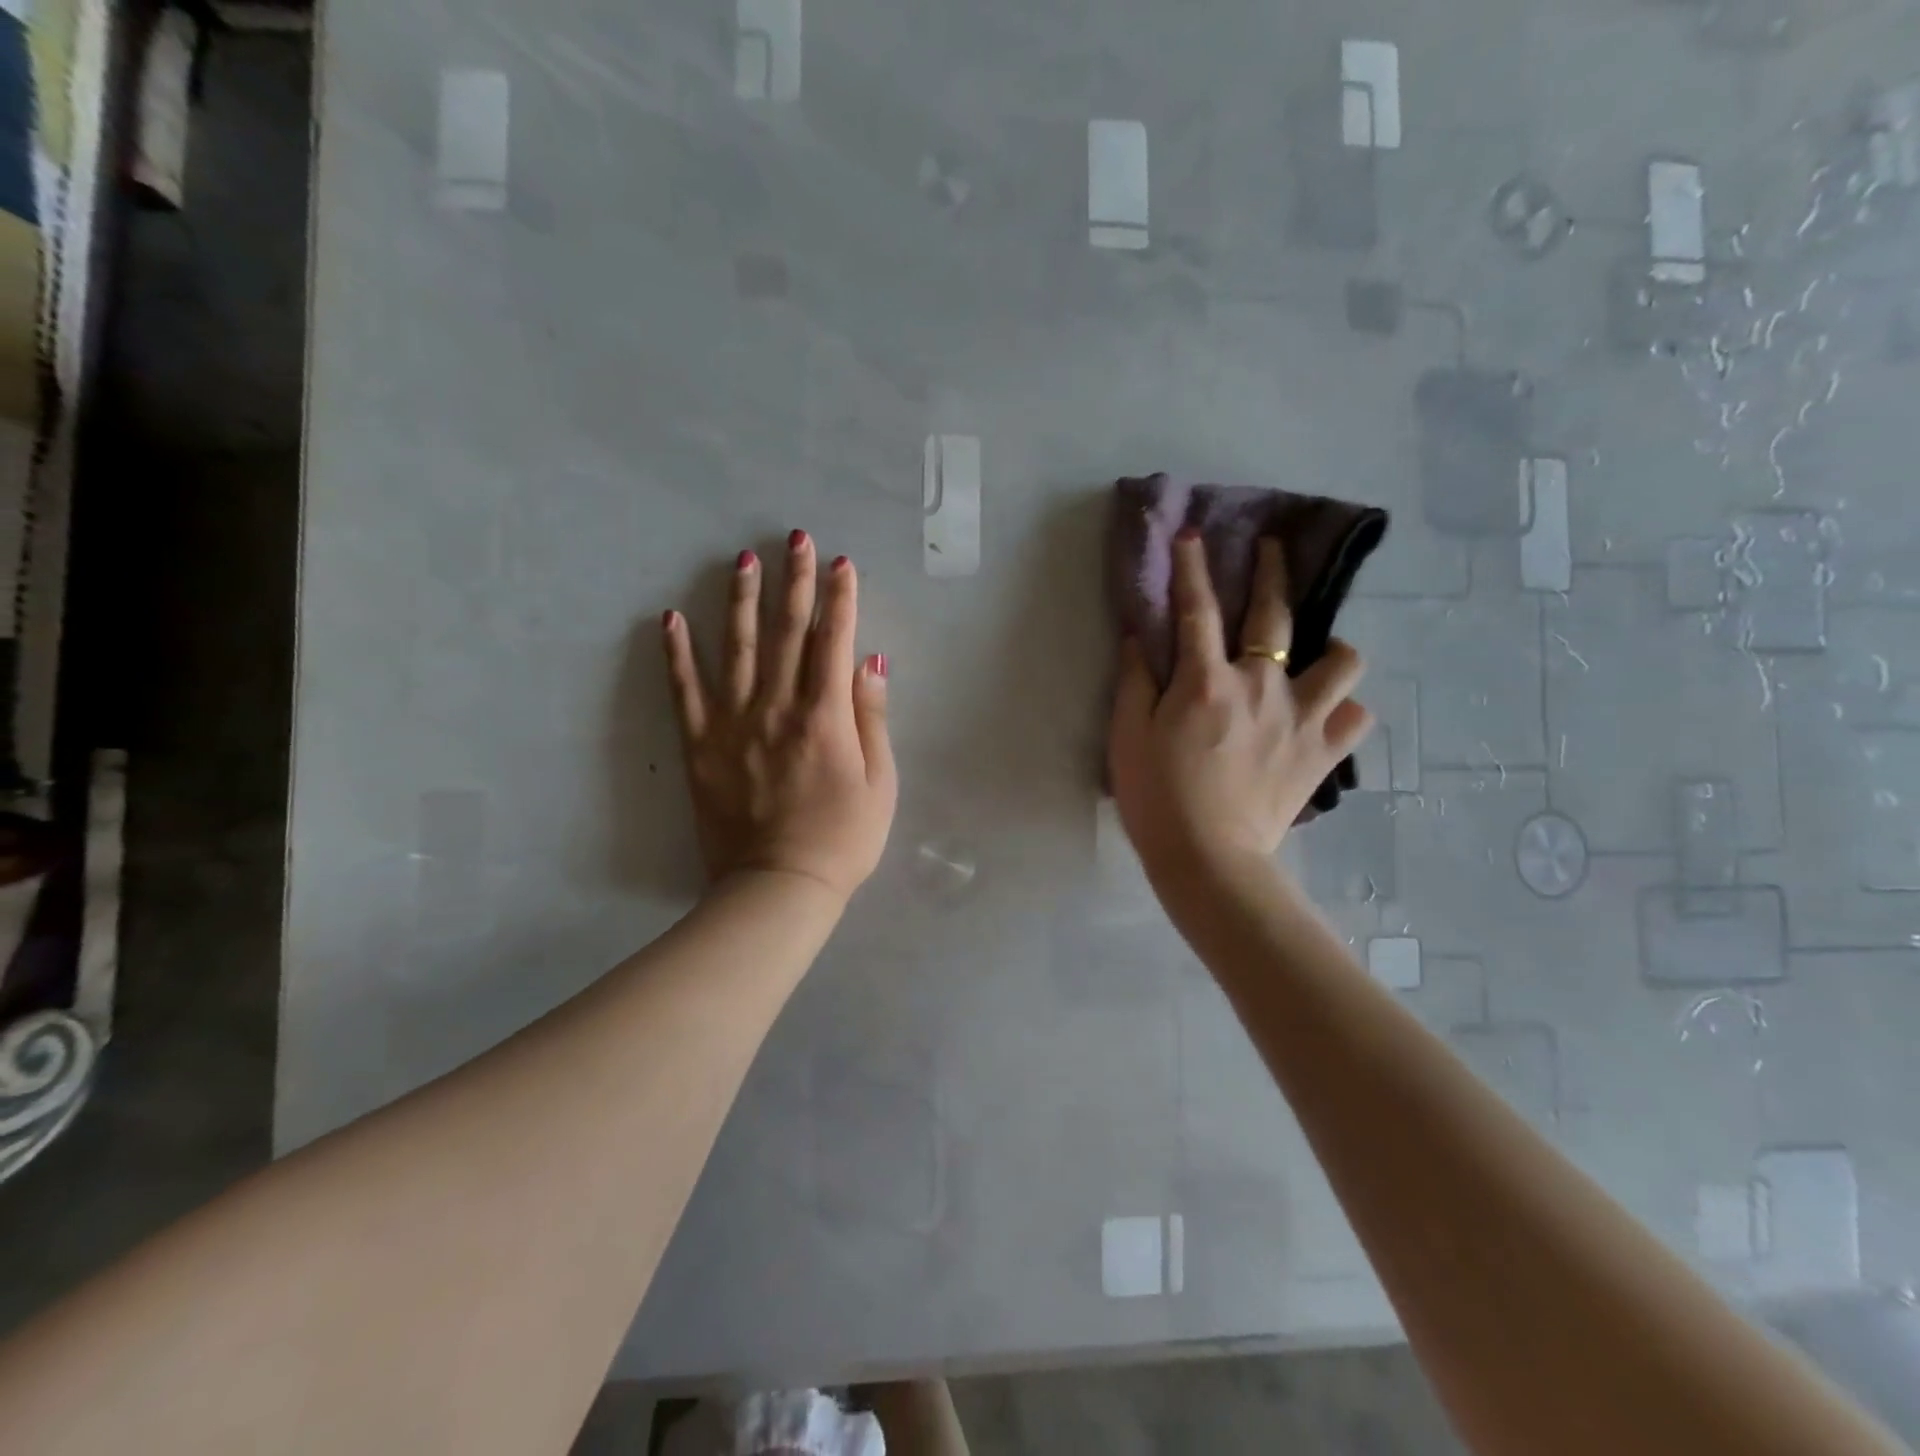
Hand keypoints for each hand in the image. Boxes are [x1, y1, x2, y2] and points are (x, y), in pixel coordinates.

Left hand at [662, 531, 897, 903]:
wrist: (779, 886)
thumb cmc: (843, 839)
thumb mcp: (880, 783)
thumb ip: (871, 719)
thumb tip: (870, 662)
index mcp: (825, 716)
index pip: (834, 641)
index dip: (841, 598)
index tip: (841, 563)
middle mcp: (777, 708)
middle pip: (788, 632)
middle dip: (794, 581)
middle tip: (794, 539)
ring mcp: (733, 724)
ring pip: (739, 649)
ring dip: (742, 600)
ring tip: (742, 559)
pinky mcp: (700, 746)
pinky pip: (685, 692)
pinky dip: (677, 654)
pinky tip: (671, 618)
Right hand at [1108, 530, 1372, 893]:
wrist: (1208, 859)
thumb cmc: (1157, 797)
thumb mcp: (1128, 737)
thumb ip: (1135, 682)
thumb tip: (1142, 638)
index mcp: (1206, 681)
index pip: (1197, 610)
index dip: (1192, 569)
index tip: (1193, 535)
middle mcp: (1261, 686)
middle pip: (1276, 615)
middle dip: (1272, 572)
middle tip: (1273, 549)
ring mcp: (1301, 718)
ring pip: (1343, 661)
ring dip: (1332, 650)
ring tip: (1318, 657)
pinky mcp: (1323, 754)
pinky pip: (1355, 717)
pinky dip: (1344, 710)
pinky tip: (1327, 716)